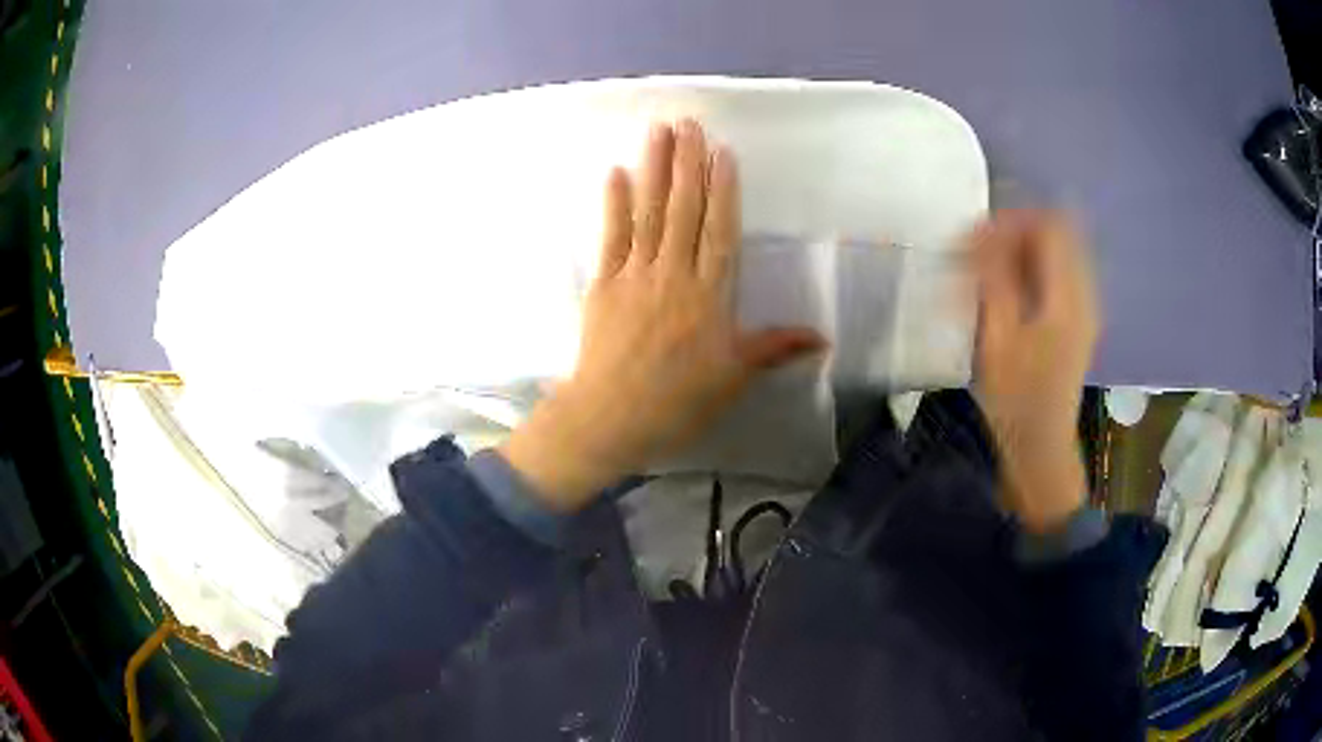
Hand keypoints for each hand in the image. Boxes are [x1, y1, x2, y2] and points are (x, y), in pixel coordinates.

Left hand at [501, 120, 823, 510]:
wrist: (612, 419)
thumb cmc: (678, 401)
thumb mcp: (734, 377)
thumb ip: (774, 348)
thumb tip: (823, 338)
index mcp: (710, 295)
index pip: (720, 231)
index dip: (723, 190)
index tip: (722, 153)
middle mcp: (674, 274)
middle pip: (683, 210)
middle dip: (688, 163)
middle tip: (688, 123)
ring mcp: (636, 275)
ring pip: (649, 213)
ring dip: (654, 169)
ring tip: (658, 132)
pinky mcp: (604, 284)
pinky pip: (611, 237)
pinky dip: (614, 204)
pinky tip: (617, 172)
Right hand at [971, 210, 1099, 532]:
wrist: (1041, 445)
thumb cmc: (1016, 400)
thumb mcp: (998, 340)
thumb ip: (994, 281)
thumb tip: (981, 233)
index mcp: (1068, 298)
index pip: (1049, 227)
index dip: (1011, 220)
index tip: (976, 237)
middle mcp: (1084, 293)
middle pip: (1057, 231)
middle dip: (1015, 230)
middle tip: (979, 250)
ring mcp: (1084, 305)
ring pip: (1058, 249)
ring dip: (1022, 247)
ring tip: (988, 267)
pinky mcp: (1077, 317)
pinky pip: (1058, 270)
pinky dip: (1032, 266)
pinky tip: (1008, 286)